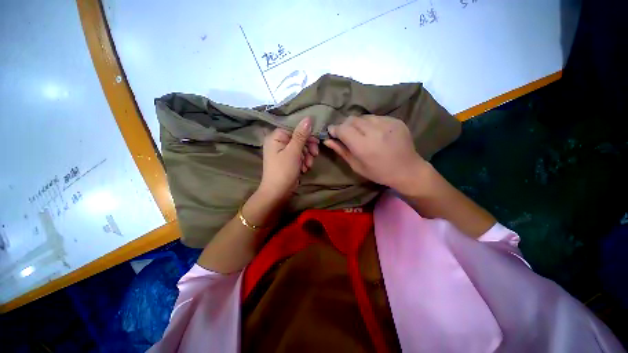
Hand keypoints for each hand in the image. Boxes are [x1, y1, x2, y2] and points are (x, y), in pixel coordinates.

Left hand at [259, 117, 318, 199]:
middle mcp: (278, 142)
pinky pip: (299, 156)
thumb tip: (308, 118)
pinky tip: (304, 168)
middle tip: (314, 154)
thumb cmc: (284, 170)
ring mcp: (283, 152)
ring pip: (301, 148)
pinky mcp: (287, 160)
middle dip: (308, 148)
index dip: (306, 134)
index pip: (294, 128)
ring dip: (307, 156)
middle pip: (298, 138)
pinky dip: (303, 161)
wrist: (278, 192)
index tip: (316, 141)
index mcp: (276, 137)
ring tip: (307, 165)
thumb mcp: (294, 151)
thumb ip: (301, 135)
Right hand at [324, 115, 428, 194]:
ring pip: (363, 117)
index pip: (342, 129)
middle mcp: (374, 131)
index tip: (332, 133)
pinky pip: (376, 117)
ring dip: (357, 124)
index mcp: (363, 145)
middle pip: (351, 119)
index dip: (335, 129)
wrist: (407, 170)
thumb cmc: (379, 172)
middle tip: (346, 135)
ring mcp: (387, 123)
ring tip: (361, 134)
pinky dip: (370, 123)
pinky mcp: (395, 120)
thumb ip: (341, 151)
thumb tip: (327, 140)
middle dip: (345, 126)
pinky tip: (374, 133)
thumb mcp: (356, 166)